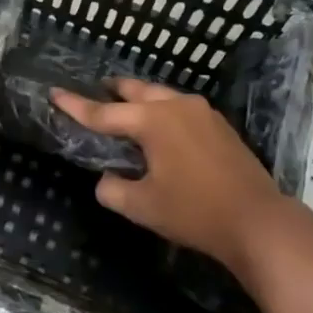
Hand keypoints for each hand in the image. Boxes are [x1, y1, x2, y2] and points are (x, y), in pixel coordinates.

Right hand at [52, 78, 287, 268]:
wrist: (257, 221)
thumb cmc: (193, 211)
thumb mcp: (141, 206)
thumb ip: (112, 189)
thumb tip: (108, 179)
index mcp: (154, 121)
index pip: (104, 113)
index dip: (75, 105)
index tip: (55, 93)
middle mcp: (178, 106)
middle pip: (136, 91)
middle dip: (113, 91)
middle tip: (96, 93)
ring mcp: (204, 113)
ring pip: (162, 96)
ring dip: (140, 100)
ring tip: (125, 110)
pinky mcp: (220, 127)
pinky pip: (180, 109)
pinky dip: (161, 111)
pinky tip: (159, 130)